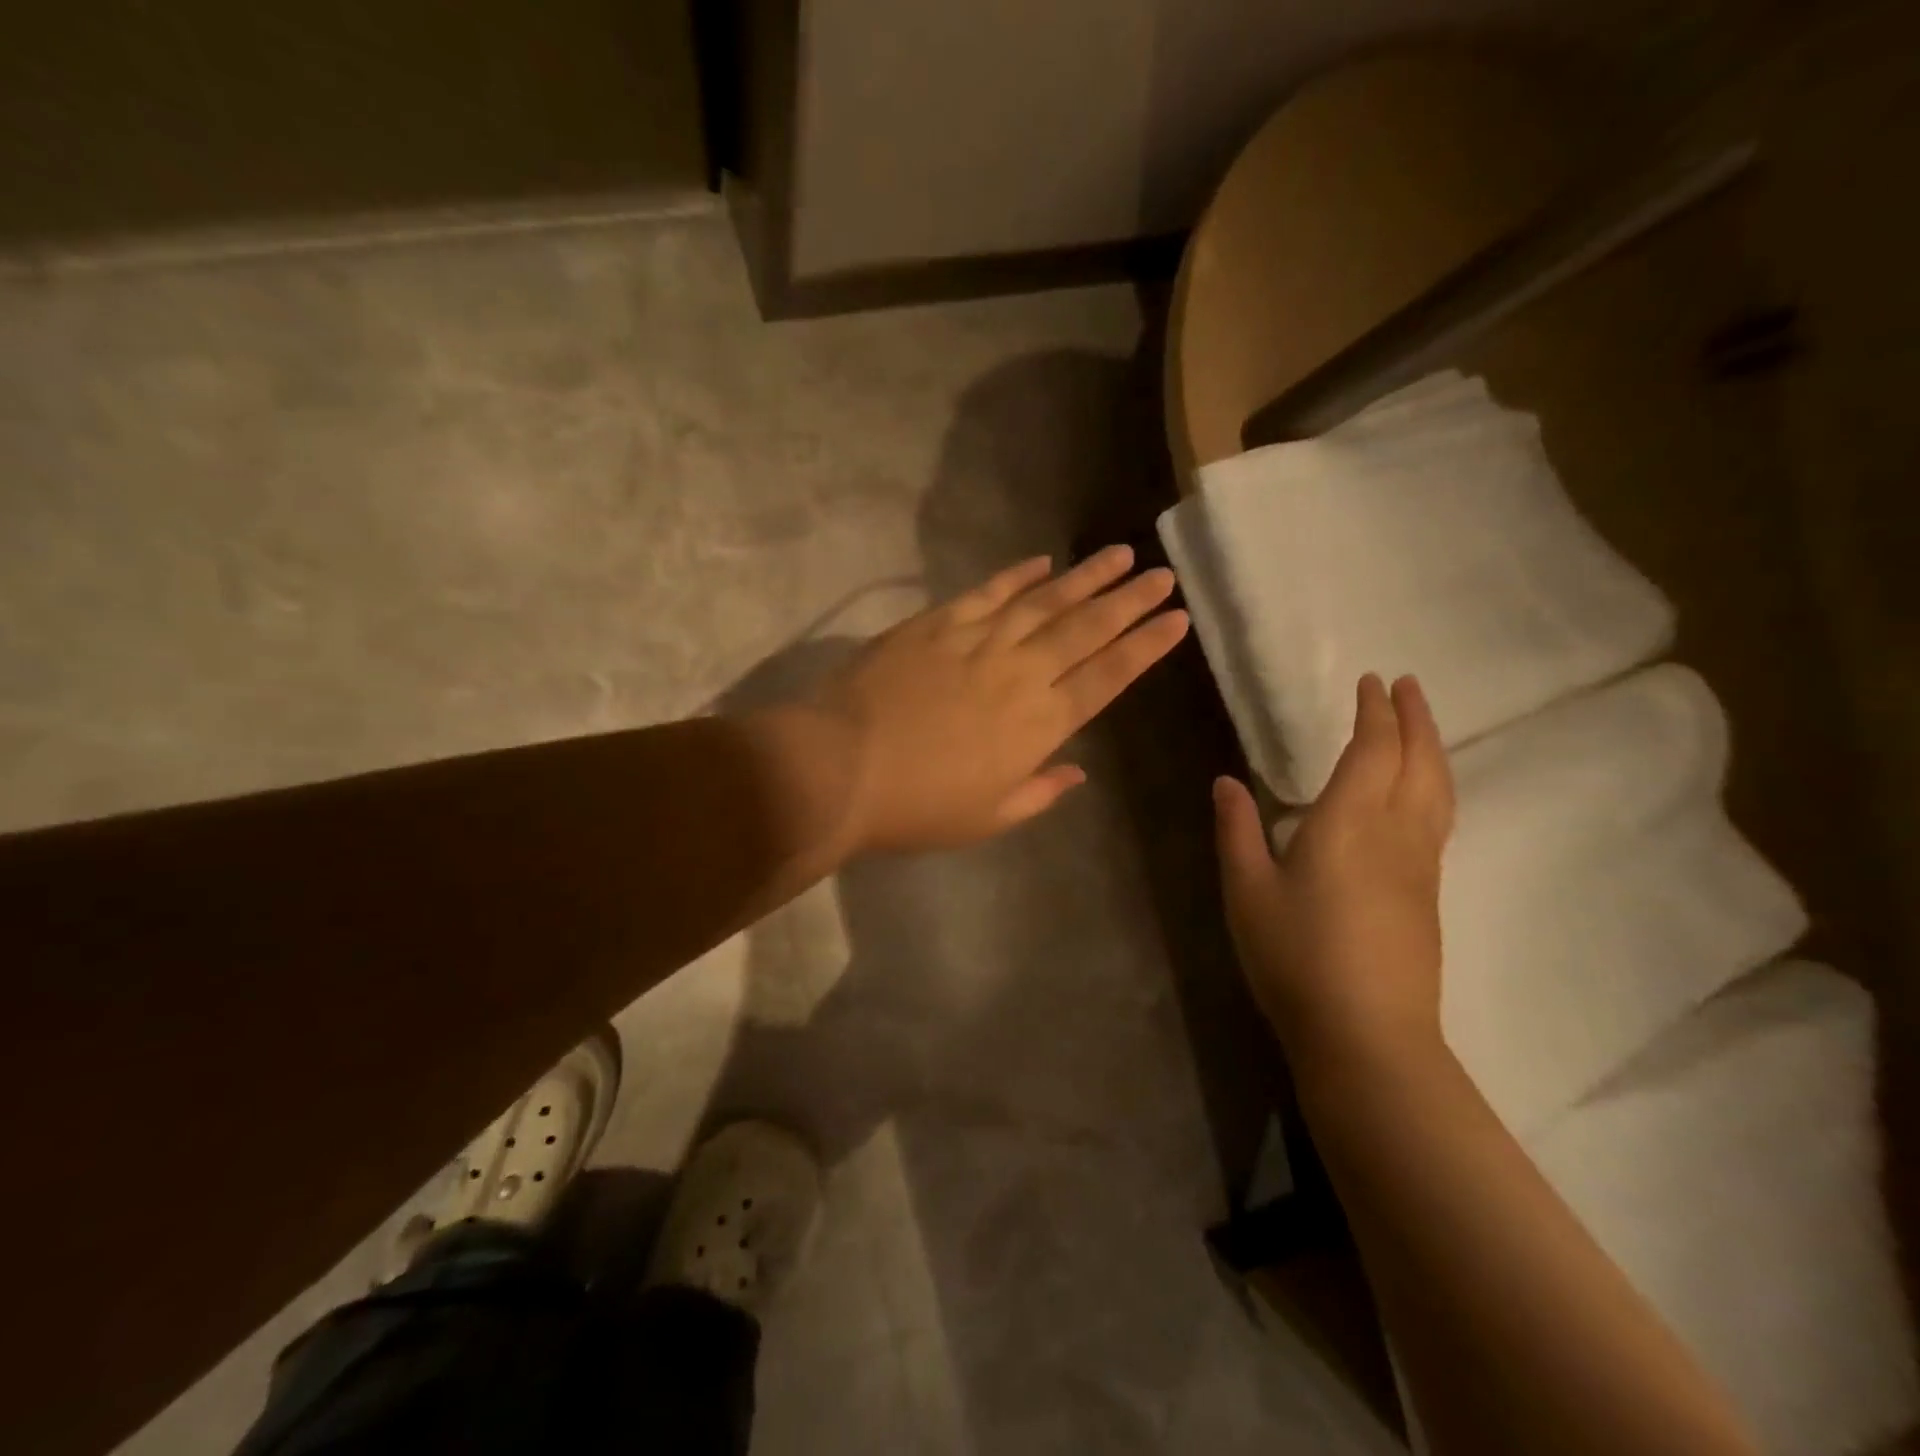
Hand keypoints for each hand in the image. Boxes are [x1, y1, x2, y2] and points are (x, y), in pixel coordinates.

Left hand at [815, 546, 1188, 850]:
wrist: (841, 769)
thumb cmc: (918, 807)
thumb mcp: (988, 818)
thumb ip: (1039, 791)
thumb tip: (1076, 770)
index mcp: (1040, 725)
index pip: (1107, 677)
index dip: (1145, 647)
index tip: (1176, 620)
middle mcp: (1020, 673)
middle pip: (1086, 629)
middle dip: (1129, 600)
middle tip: (1162, 574)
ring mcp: (978, 641)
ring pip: (1044, 601)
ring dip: (1085, 577)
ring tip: (1119, 554)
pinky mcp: (937, 624)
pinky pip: (987, 593)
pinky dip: (1016, 576)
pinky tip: (1042, 561)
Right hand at [1214, 674, 1454, 1079]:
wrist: (1367, 1035)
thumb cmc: (1295, 956)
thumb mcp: (1247, 892)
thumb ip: (1237, 831)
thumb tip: (1226, 781)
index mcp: (1349, 823)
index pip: (1372, 750)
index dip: (1374, 712)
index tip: (1373, 680)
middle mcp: (1395, 833)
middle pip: (1419, 762)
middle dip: (1415, 718)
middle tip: (1409, 685)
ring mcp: (1421, 866)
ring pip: (1439, 791)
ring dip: (1432, 749)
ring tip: (1422, 726)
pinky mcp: (1428, 896)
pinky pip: (1439, 820)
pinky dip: (1434, 786)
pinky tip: (1421, 796)